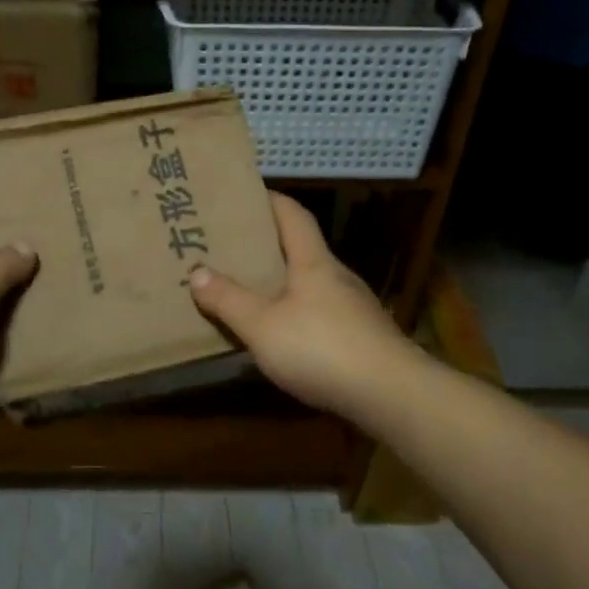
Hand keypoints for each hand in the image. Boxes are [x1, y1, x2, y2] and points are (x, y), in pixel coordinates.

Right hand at [187, 192, 417, 420]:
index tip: (246, 194)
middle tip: (232, 247)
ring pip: (312, 284)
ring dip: (283, 283)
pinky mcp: (362, 338)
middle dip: (269, 245)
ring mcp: (354, 308)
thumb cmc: (321, 348)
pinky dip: (298, 314)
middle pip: (302, 249)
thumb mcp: (262, 325)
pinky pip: (322, 314)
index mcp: (314, 262)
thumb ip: (228, 299)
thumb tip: (197, 271)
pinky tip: (283, 334)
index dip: (270, 200)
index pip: (293, 215)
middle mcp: (337, 277)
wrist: (391, 395)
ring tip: (250, 291)